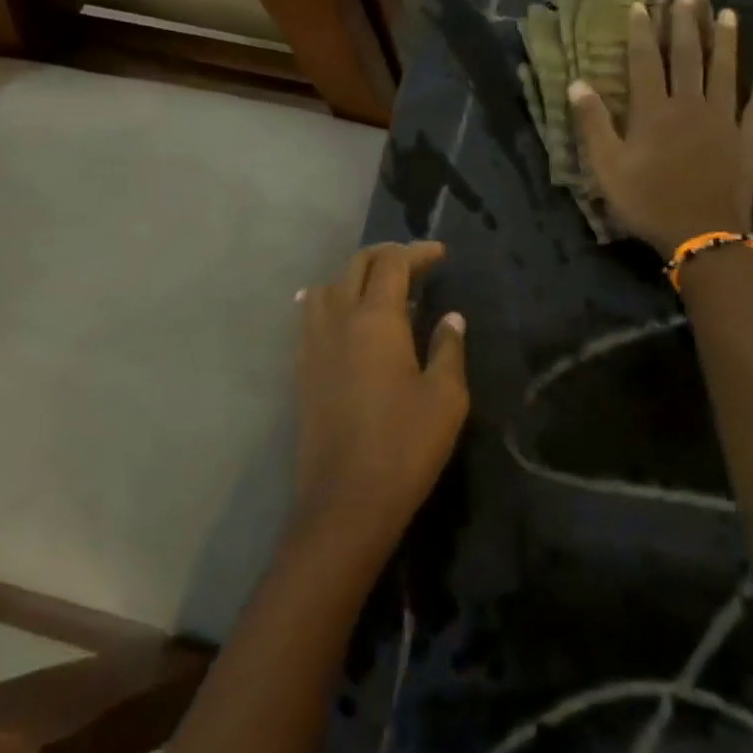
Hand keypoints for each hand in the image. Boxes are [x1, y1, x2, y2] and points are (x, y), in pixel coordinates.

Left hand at [291, 242, 469, 562]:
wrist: (346, 500)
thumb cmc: (405, 445)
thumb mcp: (445, 396)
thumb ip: (448, 348)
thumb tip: (450, 317)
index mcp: (376, 319)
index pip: (393, 265)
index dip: (417, 252)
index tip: (440, 254)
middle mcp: (338, 320)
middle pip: (356, 266)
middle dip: (386, 255)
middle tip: (415, 262)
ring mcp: (313, 344)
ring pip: (327, 286)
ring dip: (353, 276)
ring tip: (378, 288)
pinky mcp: (302, 369)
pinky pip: (310, 315)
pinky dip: (329, 300)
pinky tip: (341, 315)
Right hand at [569, 0, 752, 255]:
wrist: (701, 234)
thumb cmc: (647, 202)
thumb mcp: (607, 168)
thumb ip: (593, 124)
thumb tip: (577, 83)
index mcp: (653, 111)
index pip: (644, 62)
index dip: (641, 33)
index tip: (642, 6)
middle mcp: (690, 105)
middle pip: (687, 57)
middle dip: (685, 25)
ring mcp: (724, 121)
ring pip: (725, 72)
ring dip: (725, 42)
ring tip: (726, 13)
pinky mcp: (748, 140)